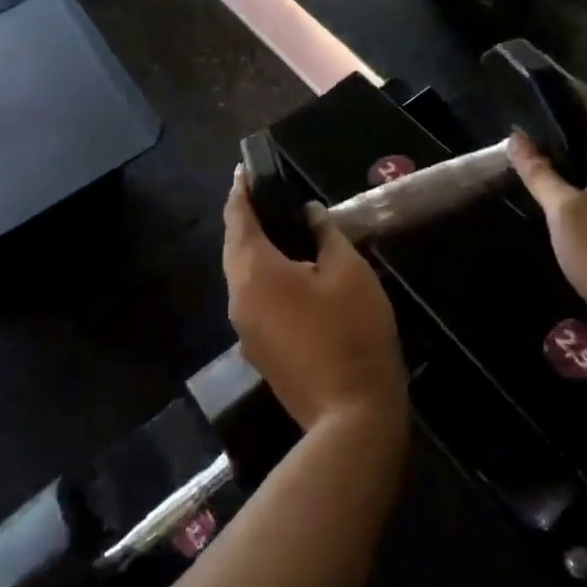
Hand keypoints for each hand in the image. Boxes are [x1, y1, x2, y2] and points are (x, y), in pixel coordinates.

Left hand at [222, 171, 407, 433]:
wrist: (350, 416)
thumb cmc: (352, 332)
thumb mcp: (348, 271)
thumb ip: (325, 234)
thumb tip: (309, 214)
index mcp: (255, 272)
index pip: (238, 220)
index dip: (240, 192)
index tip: (243, 170)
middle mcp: (239, 298)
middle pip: (234, 248)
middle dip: (244, 219)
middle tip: (263, 194)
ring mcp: (245, 329)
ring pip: (241, 275)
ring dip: (253, 248)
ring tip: (277, 226)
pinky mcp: (259, 349)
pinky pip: (253, 297)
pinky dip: (262, 274)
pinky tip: (288, 270)